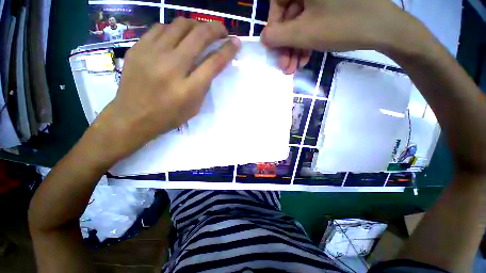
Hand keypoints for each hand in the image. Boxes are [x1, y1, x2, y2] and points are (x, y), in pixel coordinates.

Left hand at [96, 18, 239, 158]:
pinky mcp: (138, 48)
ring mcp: (152, 54)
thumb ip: (204, 86)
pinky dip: (174, 29)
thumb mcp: (194, 108)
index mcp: (189, 89)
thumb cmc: (168, 117)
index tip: (236, 42)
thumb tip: (211, 65)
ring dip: (196, 25)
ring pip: (180, 25)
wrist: (132, 117)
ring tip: (201, 31)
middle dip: (215, 29)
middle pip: (199, 36)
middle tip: (222, 30)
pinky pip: (160, 28)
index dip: (228, 50)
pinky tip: (178, 36)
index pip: (214, 62)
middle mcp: (172, 67)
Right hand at [262, 0, 415, 53]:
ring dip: (295, 48)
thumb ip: (278, 35)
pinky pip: (313, 22)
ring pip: (301, 22)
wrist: (385, 29)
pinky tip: (305, 58)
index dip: (273, 28)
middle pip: (289, 16)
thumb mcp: (304, 33)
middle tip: (285, 66)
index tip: (274, 48)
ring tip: (294, 68)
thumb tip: (263, 37)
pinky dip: (307, 41)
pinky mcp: (332, 5)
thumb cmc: (343, 24)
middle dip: (286, 45)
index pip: (276, 3)